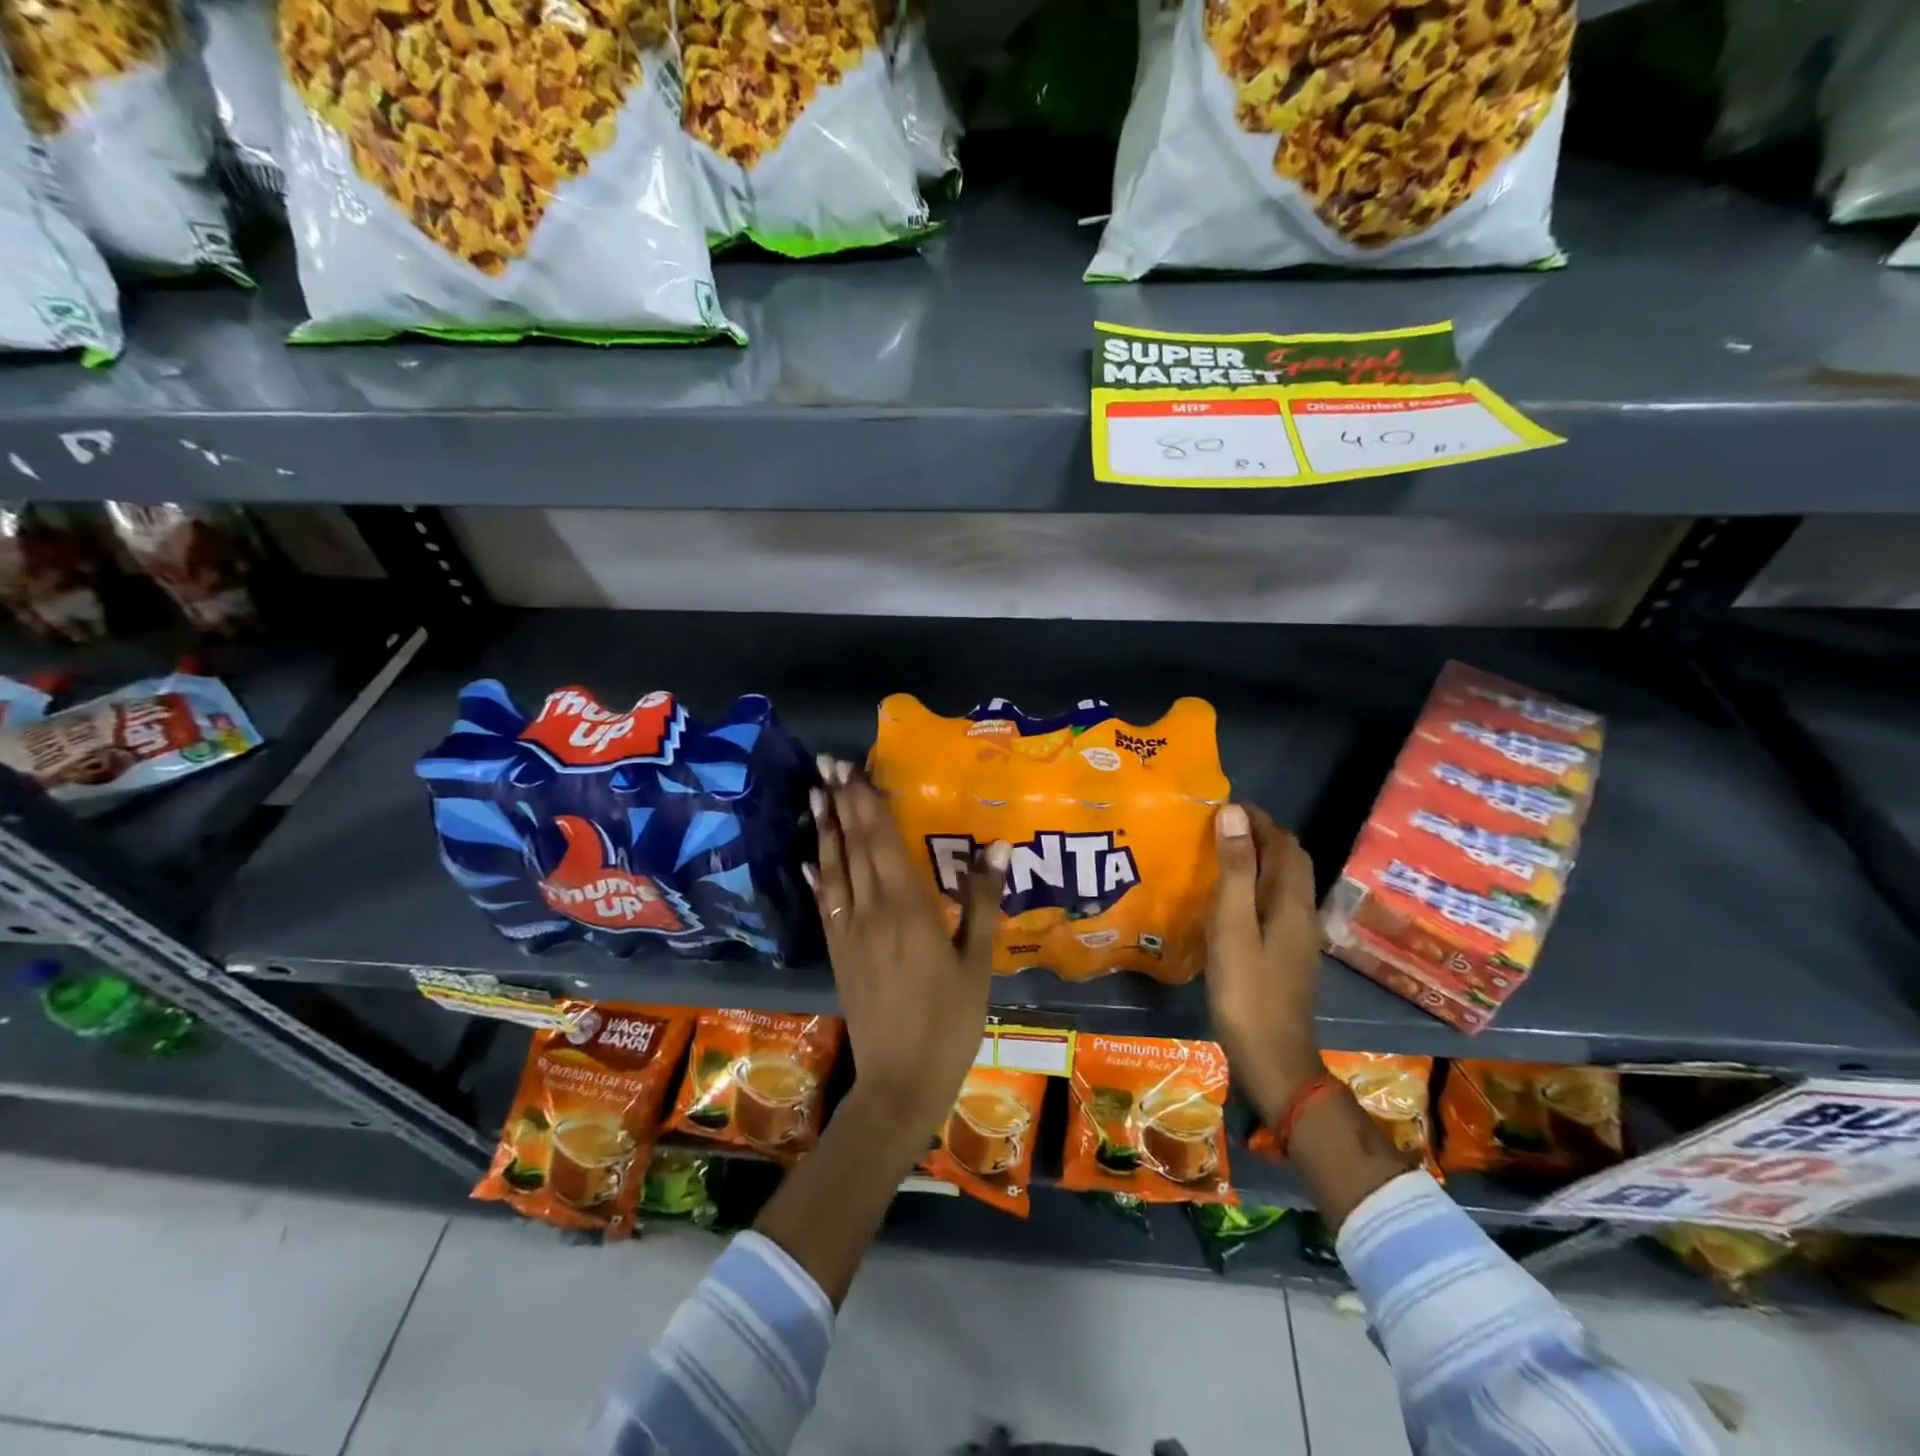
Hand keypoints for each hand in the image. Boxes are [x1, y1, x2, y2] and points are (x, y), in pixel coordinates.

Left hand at [806, 756, 1008, 1139]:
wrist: (900, 1080)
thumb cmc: (950, 1021)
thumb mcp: (977, 962)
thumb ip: (980, 901)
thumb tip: (996, 846)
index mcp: (907, 908)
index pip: (882, 841)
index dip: (866, 803)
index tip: (852, 769)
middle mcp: (870, 910)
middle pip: (854, 846)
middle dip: (842, 803)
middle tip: (828, 765)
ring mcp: (848, 931)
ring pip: (833, 868)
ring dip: (825, 829)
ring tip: (816, 794)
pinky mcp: (837, 952)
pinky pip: (824, 903)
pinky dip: (818, 875)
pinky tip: (811, 857)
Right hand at [1206, 803, 1324, 1124]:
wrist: (1272, 1059)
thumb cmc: (1247, 990)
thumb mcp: (1233, 925)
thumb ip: (1234, 869)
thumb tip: (1234, 813)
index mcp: (1292, 901)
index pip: (1283, 843)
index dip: (1258, 819)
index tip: (1224, 804)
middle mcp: (1301, 912)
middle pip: (1289, 860)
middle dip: (1260, 835)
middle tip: (1219, 825)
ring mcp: (1296, 936)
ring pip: (1282, 882)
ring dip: (1257, 859)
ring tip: (1219, 853)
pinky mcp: (1285, 953)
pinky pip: (1273, 903)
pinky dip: (1254, 886)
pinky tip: (1228, 897)